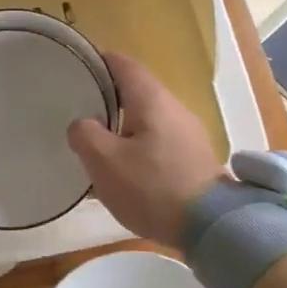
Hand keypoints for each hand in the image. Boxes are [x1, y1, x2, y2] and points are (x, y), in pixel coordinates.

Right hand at [66, 53, 225, 248]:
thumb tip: (82, 125)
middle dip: (107, 97)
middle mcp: (173, 108)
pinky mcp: (194, 159)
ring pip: (146, 119)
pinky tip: (123, 170)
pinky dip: (137, 146)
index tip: (76, 66)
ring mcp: (188, 134)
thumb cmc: (151, 187)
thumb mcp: (104, 161)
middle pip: (136, 91)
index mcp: (151, 99)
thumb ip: (85, 134)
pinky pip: (158, 141)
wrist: (210, 227)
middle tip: (78, 108)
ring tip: (95, 143)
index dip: (98, 60)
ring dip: (121, 126)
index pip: (123, 64)